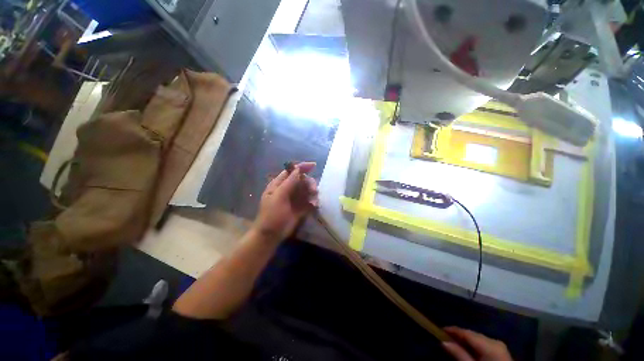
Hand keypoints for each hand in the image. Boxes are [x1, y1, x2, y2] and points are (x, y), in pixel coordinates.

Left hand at [253, 162, 318, 241]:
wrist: (270, 235)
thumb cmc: (271, 215)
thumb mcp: (278, 196)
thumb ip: (289, 182)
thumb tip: (298, 169)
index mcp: (278, 185)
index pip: (291, 171)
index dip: (301, 167)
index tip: (314, 166)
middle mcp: (286, 190)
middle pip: (301, 180)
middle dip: (309, 182)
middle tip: (314, 190)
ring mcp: (293, 200)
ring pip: (306, 190)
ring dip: (312, 193)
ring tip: (314, 201)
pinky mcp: (299, 210)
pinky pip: (309, 201)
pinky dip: (313, 202)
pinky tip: (314, 206)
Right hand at [442, 327, 512, 360]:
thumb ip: (459, 355)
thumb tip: (444, 342)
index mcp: (489, 344)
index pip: (470, 333)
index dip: (455, 330)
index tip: (441, 329)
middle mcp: (495, 341)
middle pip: (475, 335)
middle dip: (460, 335)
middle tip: (443, 336)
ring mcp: (499, 345)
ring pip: (480, 339)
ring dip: (466, 340)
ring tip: (452, 342)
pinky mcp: (499, 350)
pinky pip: (484, 344)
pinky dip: (474, 345)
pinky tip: (466, 348)